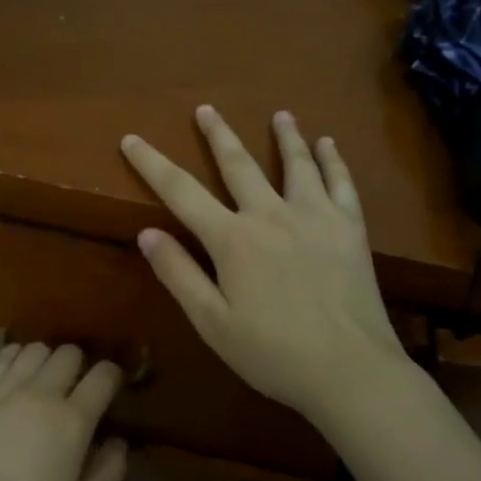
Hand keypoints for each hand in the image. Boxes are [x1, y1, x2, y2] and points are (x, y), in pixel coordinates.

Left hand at [0, 343, 128, 480]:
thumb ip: (109, 470)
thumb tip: (117, 440)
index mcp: (72, 420)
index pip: (103, 375)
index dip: (112, 376)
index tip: (110, 389)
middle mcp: (41, 393)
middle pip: (69, 353)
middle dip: (80, 366)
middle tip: (75, 390)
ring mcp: (4, 390)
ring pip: (35, 349)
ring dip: (47, 360)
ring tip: (43, 382)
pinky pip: (2, 357)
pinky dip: (15, 359)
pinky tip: (15, 378)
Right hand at [120, 106, 422, 425]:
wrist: (349, 370)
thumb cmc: (272, 353)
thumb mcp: (212, 322)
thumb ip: (178, 274)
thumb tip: (146, 232)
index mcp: (232, 239)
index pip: (180, 191)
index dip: (151, 163)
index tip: (131, 139)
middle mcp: (270, 214)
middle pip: (238, 163)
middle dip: (218, 134)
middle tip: (205, 109)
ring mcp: (315, 216)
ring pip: (295, 163)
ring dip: (285, 135)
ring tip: (280, 114)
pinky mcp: (349, 228)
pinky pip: (340, 183)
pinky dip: (332, 160)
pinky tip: (328, 144)